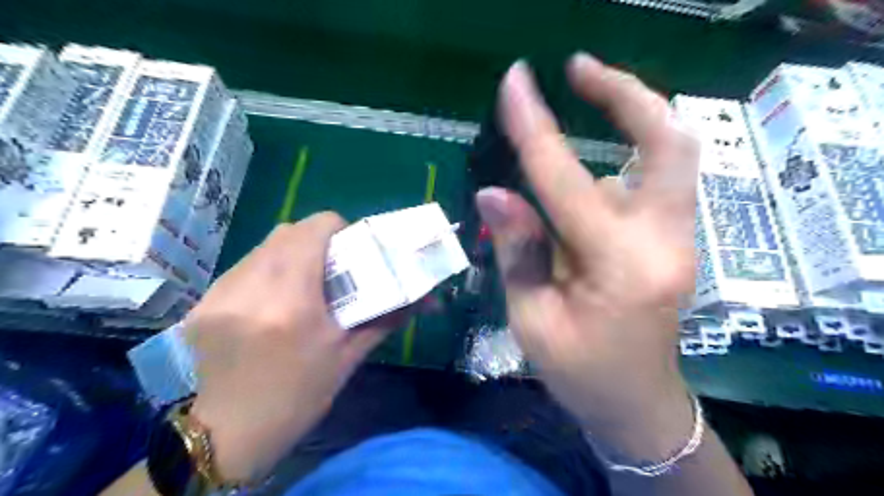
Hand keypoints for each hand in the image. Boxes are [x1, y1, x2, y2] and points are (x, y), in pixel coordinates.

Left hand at [185, 216, 391, 481]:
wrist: (230, 434)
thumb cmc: (299, 397)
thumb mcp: (349, 356)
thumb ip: (388, 317)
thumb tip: (428, 299)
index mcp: (292, 303)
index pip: (315, 229)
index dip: (339, 230)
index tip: (351, 251)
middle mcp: (251, 288)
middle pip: (289, 232)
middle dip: (317, 241)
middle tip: (333, 267)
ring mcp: (220, 293)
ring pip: (264, 246)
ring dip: (291, 254)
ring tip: (303, 283)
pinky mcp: (203, 302)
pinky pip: (245, 267)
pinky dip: (267, 270)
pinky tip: (273, 300)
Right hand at [480, 51, 701, 456]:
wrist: (638, 401)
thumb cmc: (579, 372)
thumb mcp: (531, 320)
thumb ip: (517, 251)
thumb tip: (493, 192)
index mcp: (619, 268)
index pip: (567, 181)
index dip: (536, 128)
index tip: (514, 82)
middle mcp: (663, 242)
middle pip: (668, 141)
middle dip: (625, 92)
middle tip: (579, 69)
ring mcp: (677, 238)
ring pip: (668, 153)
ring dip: (629, 117)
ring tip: (584, 98)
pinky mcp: (673, 238)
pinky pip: (653, 177)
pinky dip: (624, 153)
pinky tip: (586, 171)